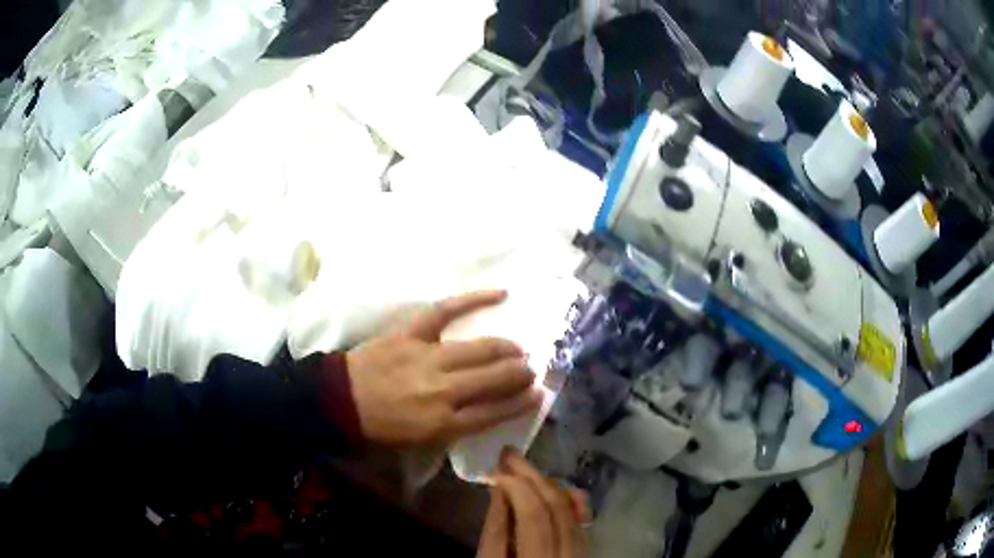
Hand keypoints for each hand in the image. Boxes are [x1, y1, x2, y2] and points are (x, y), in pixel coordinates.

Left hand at [345, 290, 542, 445]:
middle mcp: (443, 390)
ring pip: (480, 349)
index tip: (537, 394)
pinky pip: (446, 310)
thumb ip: (457, 428)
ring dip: (506, 348)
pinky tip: (500, 294)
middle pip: (494, 378)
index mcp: (444, 423)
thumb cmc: (382, 427)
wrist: (341, 401)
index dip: (521, 402)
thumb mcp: (421, 442)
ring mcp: (428, 357)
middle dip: (519, 374)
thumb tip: (487, 410)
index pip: (495, 411)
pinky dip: (474, 299)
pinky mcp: (412, 332)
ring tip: (517, 349)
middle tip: (530, 370)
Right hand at [478, 449, 589, 557]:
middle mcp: (565, 554)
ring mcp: (579, 552)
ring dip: (549, 485)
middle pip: (555, 510)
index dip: (516, 489)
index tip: (497, 469)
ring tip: (527, 469)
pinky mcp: (584, 550)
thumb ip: (495, 531)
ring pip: (572, 511)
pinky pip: (584, 520)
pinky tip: (557, 486)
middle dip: (532, 478)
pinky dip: (570, 500)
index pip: (532, 516)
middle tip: (509, 454)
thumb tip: (499, 488)